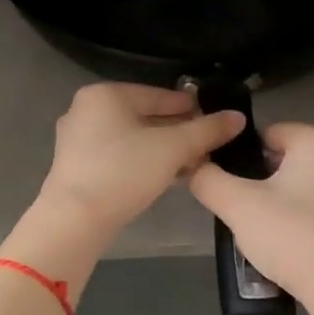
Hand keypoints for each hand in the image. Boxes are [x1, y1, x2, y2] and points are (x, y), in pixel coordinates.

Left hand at [36, 83, 245, 240]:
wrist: (74, 220)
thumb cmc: (124, 172)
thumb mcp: (172, 148)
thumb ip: (207, 130)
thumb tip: (238, 117)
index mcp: (106, 94)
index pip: (160, 95)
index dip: (192, 107)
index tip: (217, 119)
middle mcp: (87, 110)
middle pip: (145, 116)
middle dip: (179, 132)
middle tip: (208, 145)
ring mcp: (77, 139)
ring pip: (132, 138)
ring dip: (163, 149)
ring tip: (193, 163)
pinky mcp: (76, 166)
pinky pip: (118, 155)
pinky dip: (143, 161)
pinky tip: (167, 176)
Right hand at [189, 123, 313, 314]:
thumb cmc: (294, 238)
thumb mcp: (238, 206)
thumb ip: (208, 179)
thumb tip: (194, 165)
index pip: (266, 133)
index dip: (239, 157)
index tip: (226, 187)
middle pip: (284, 158)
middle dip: (258, 181)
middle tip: (239, 212)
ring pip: (301, 183)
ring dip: (277, 201)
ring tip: (259, 231)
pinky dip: (299, 217)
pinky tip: (286, 243)